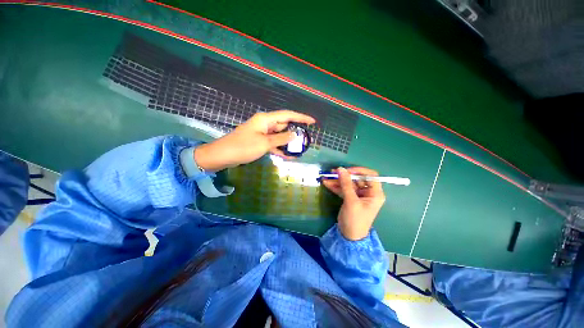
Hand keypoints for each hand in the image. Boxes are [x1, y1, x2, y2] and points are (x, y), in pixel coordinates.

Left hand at [194, 110, 314, 170]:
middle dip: (295, 132)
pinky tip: (288, 155)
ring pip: (279, 136)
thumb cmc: (243, 147)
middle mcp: (265, 124)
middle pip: (284, 125)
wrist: (223, 155)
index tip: (312, 121)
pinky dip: (280, 148)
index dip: (301, 117)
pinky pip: (273, 143)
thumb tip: (294, 135)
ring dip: (288, 142)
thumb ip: (281, 139)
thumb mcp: (265, 143)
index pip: (287, 115)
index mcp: (266, 119)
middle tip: (307, 139)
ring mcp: (262, 133)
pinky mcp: (260, 142)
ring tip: (300, 149)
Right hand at [322, 167, 385, 240]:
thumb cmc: (355, 220)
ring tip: (326, 177)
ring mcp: (358, 195)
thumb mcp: (351, 201)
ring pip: (348, 183)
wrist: (349, 236)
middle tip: (332, 172)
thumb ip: (346, 184)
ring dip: (337, 181)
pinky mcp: (350, 198)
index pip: (370, 176)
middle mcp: (368, 192)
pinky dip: (335, 186)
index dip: (359, 171)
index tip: (347, 170)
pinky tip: (326, 183)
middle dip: (344, 176)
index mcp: (375, 193)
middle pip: (357, 179)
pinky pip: (343, 189)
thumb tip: (340, 169)